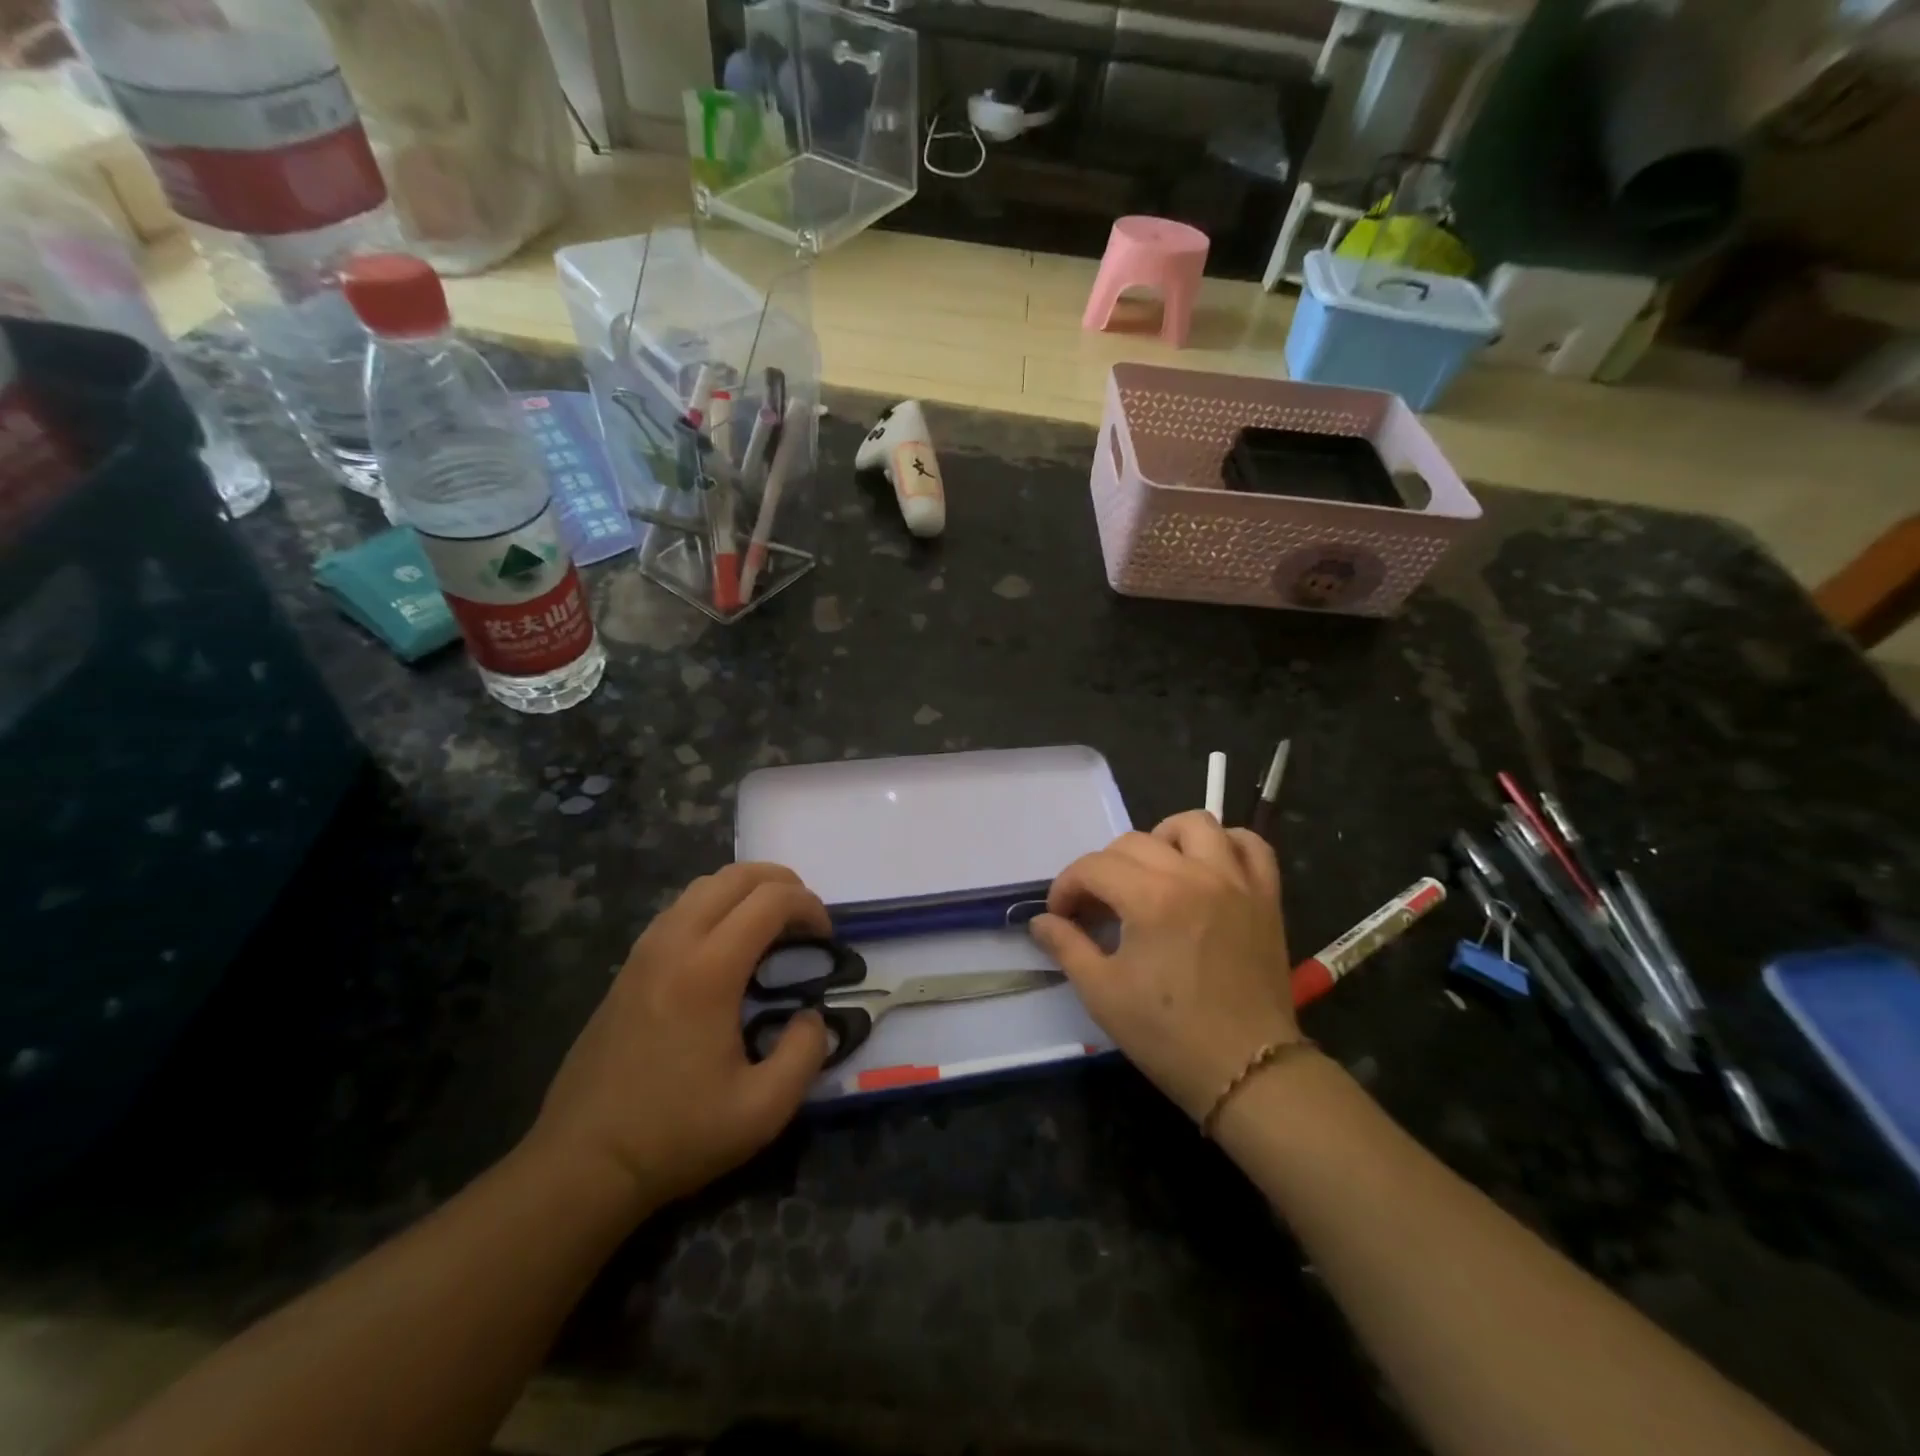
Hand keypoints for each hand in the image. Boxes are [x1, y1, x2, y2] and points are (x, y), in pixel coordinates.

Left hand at [526, 863, 830, 1212]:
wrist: (582, 1163)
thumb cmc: (676, 1135)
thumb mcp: (763, 1110)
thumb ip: (806, 1054)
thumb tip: (812, 1017)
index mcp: (709, 971)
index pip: (769, 900)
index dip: (808, 905)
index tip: (826, 937)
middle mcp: (674, 944)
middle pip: (735, 876)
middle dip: (781, 882)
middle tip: (806, 919)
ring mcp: (644, 951)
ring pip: (703, 886)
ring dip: (746, 890)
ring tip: (771, 926)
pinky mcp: (628, 967)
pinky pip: (679, 909)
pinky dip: (716, 905)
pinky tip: (727, 947)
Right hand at [1030, 812, 1300, 1120]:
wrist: (1247, 1070)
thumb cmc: (1168, 1034)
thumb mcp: (1102, 993)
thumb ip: (1067, 946)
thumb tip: (1041, 921)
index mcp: (1150, 898)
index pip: (1094, 867)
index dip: (1067, 887)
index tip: (1060, 916)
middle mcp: (1194, 875)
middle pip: (1133, 842)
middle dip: (1103, 869)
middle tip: (1097, 906)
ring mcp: (1236, 882)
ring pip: (1195, 825)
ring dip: (1163, 839)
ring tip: (1151, 872)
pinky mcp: (1265, 896)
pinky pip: (1251, 846)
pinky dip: (1226, 844)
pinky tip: (1207, 866)